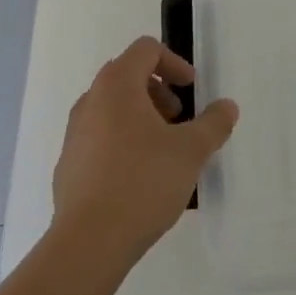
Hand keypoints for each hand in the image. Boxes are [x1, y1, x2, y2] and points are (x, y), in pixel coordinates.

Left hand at [50, 36, 238, 266]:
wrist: (88, 244)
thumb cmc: (142, 183)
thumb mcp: (191, 151)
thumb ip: (214, 123)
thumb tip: (228, 107)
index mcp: (117, 85)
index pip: (145, 50)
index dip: (174, 63)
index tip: (191, 89)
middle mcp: (90, 100)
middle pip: (126, 75)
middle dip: (158, 91)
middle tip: (179, 119)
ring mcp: (74, 134)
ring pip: (111, 108)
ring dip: (139, 116)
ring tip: (161, 150)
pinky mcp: (67, 166)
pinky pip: (98, 138)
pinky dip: (120, 142)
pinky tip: (137, 178)